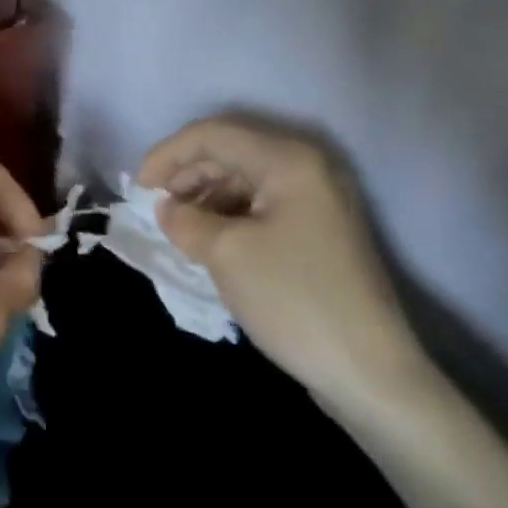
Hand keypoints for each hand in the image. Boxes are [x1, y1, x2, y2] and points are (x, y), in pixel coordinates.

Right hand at [138, 117, 429, 419]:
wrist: (369, 372)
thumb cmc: (294, 299)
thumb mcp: (225, 252)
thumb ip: (184, 219)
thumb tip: (167, 208)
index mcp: (288, 160)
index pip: (213, 135)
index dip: (168, 155)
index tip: (138, 189)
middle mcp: (307, 166)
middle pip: (230, 150)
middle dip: (186, 173)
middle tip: (156, 206)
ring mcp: (318, 198)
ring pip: (245, 176)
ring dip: (205, 193)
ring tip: (179, 224)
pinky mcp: (319, 228)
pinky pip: (261, 202)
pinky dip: (229, 212)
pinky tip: (209, 237)